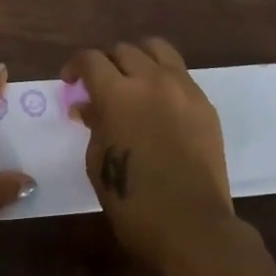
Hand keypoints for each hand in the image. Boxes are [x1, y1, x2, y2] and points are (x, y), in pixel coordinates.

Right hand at [65, 37, 236, 271]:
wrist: (192, 226)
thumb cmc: (134, 202)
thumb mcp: (98, 162)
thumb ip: (94, 125)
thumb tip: (88, 106)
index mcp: (117, 94)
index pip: (91, 59)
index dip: (75, 66)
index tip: (71, 82)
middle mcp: (150, 80)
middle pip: (123, 50)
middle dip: (106, 64)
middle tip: (101, 86)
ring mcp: (183, 88)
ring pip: (157, 49)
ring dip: (138, 58)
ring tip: (133, 80)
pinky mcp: (204, 103)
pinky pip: (180, 74)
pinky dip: (163, 77)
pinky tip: (159, 102)